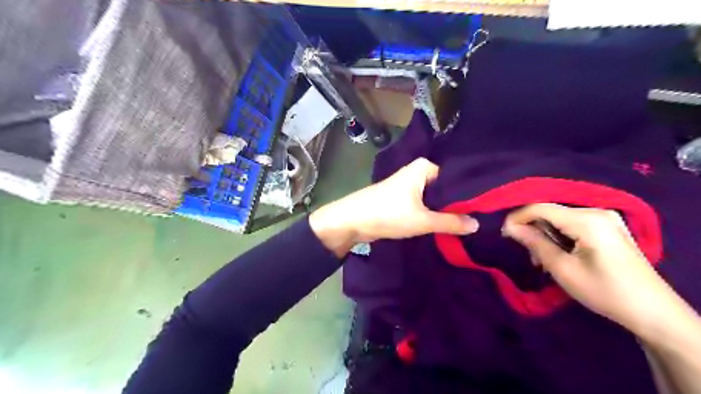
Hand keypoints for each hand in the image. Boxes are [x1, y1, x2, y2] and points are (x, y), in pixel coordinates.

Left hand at [310, 159, 478, 257]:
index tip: (486, 209)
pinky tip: (446, 224)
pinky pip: (423, 205)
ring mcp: (409, 186)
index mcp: (424, 167)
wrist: (352, 221)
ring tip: (467, 224)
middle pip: (445, 189)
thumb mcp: (423, 220)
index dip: (469, 195)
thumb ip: (451, 222)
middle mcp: (417, 172)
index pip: (456, 179)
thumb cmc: (388, 213)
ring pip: (434, 199)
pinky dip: (431, 214)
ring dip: (444, 211)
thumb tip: (477, 224)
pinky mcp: (402, 199)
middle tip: (479, 219)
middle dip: (457, 205)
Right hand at [505, 204, 679, 334]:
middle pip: (551, 212)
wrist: (652, 312)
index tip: (503, 233)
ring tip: (541, 259)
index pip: (541, 207)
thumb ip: (535, 243)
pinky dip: (560, 236)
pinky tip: (558, 254)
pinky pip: (573, 224)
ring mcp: (605, 218)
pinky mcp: (608, 227)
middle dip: (533, 229)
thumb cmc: (604, 291)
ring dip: (546, 235)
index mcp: (587, 220)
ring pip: (560, 218)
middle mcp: (596, 211)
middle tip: (527, 253)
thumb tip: (510, 227)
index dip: (518, 217)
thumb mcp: (563, 269)